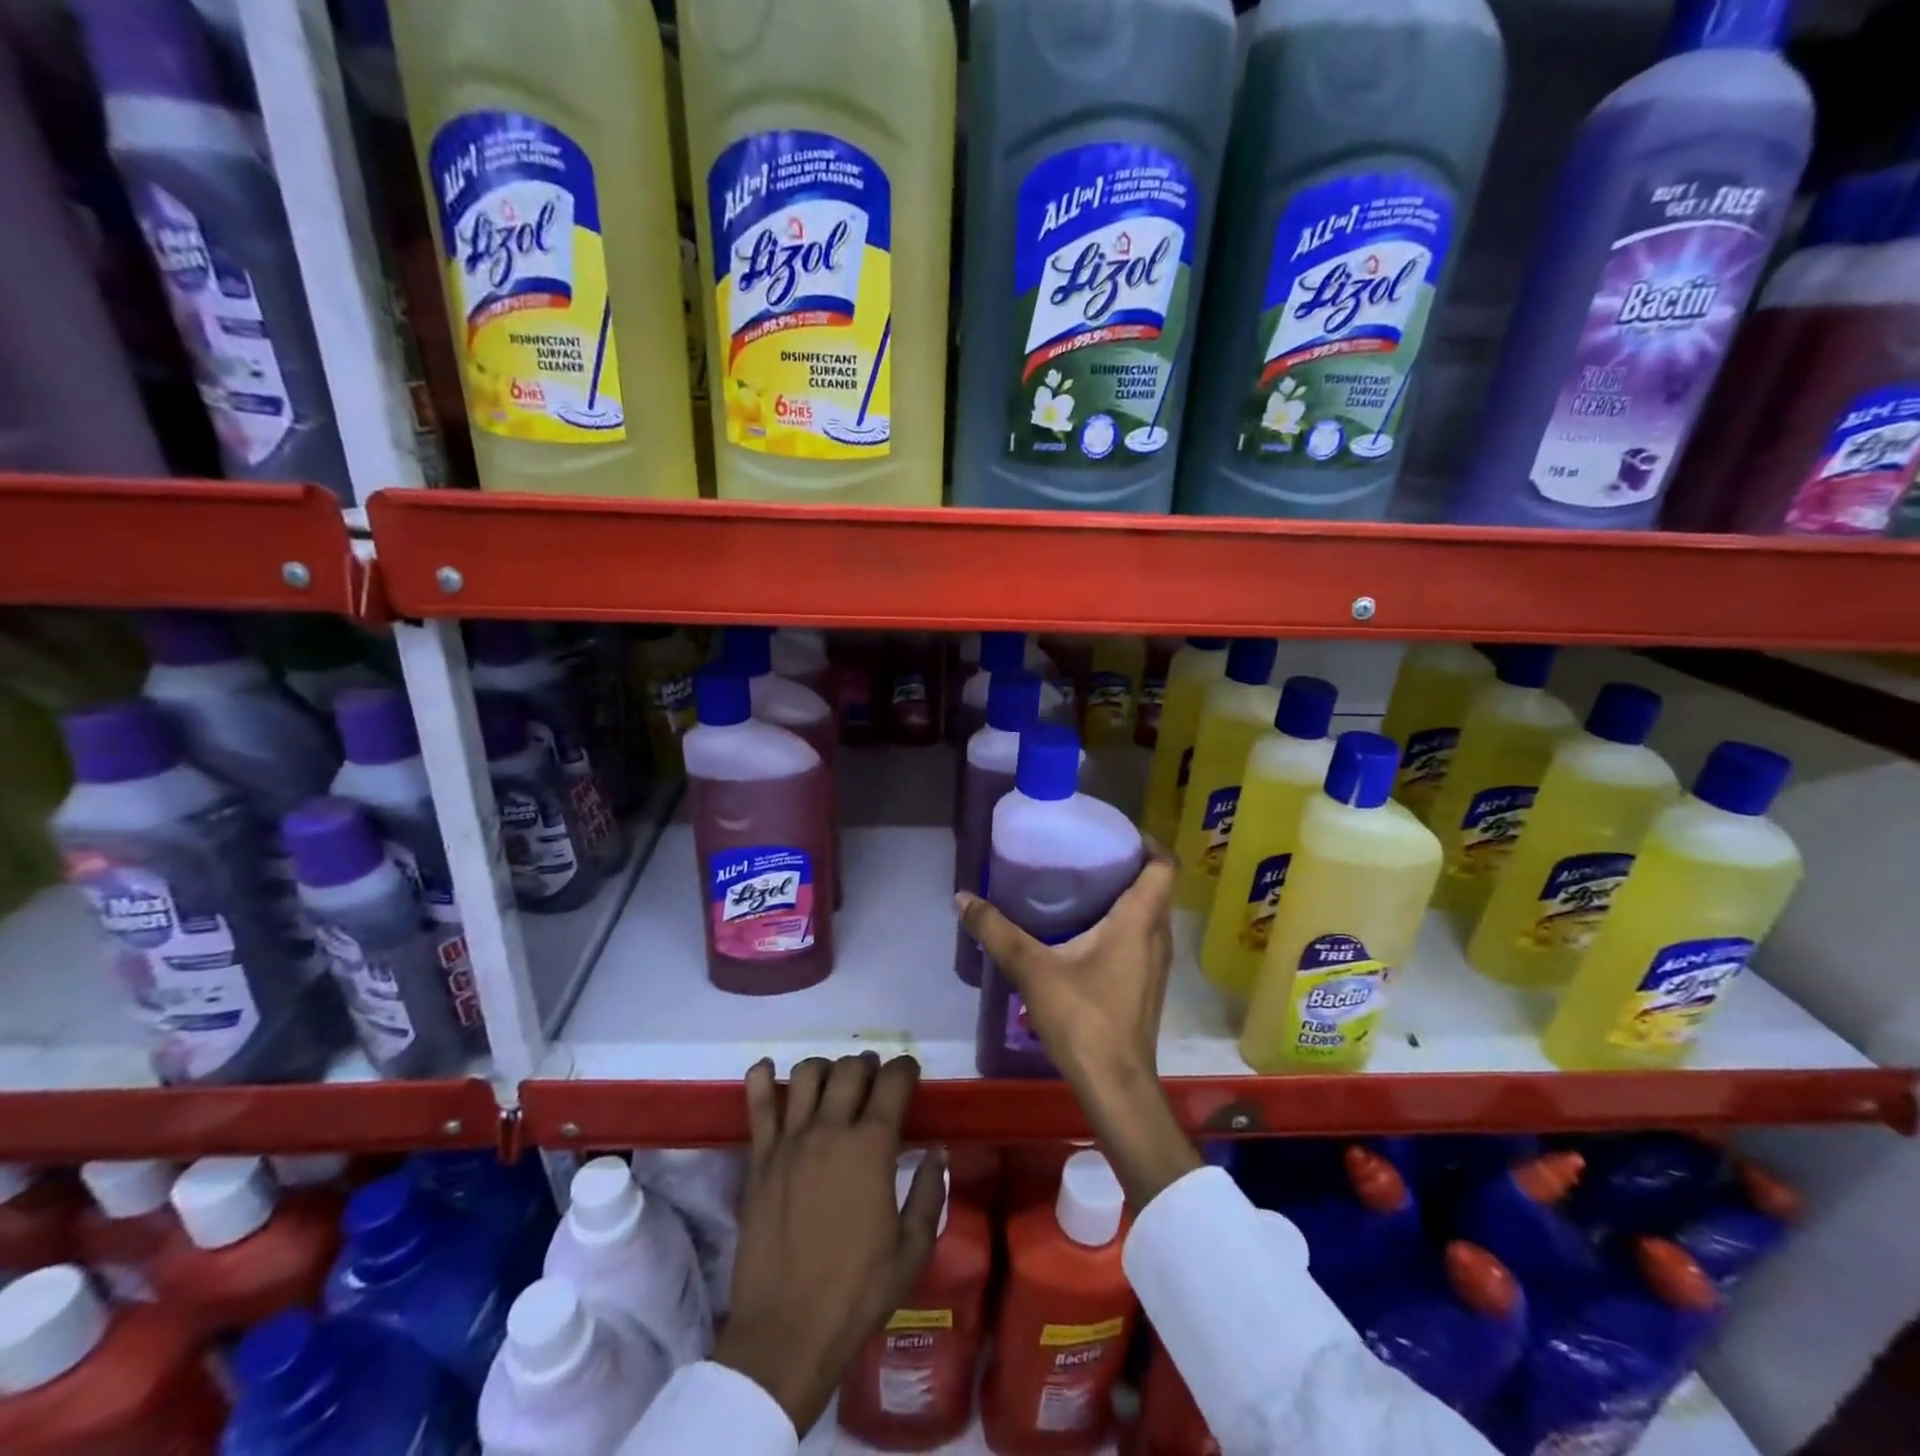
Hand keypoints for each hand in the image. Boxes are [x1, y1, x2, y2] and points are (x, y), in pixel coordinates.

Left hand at [715, 1054, 946, 1435]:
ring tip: (832, 1083)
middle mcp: (830, 1130)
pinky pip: (756, 1105)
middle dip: (868, 1065)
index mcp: (872, 1146)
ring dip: (825, 1069)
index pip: (893, 1082)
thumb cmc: (857, 1293)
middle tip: (874, 1079)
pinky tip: (765, 1069)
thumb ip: (930, 1193)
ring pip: (806, 1075)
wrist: (785, 1334)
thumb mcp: (912, 1250)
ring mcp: (790, 1141)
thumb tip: (936, 1152)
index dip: (905, 1069)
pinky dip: (759, 1079)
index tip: (910, 1073)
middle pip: (850, 1069)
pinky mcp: (759, 1159)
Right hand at [957, 843, 1201, 1207]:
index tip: (1113, 831)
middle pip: (1155, 886)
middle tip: (1085, 853)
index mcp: (1139, 921)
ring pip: (1149, 914)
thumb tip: (963, 897)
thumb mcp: (1033, 969)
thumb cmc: (1083, 1018)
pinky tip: (1086, 932)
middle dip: (1127, 864)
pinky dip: (1122, 923)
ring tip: (1082, 885)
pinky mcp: (1147, 985)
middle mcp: (1157, 936)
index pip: (1162, 865)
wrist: (1116, 1085)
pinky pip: (1142, 937)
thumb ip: (997, 931)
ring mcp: (1156, 964)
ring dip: (1126, 895)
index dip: (1145, 841)